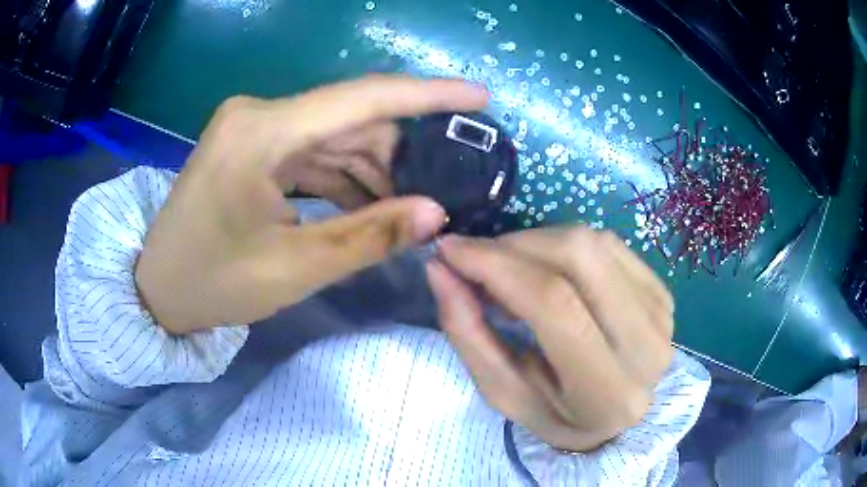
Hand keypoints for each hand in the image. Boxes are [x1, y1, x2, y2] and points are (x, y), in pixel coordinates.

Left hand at [135, 76, 487, 333]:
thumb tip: (436, 213)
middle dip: (399, 151)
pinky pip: (312, 151)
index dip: (427, 95)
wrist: (159, 290)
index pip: (361, 99)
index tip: (478, 97)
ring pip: (334, 136)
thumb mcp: (294, 269)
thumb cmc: (214, 283)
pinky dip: (343, 175)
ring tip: (404, 208)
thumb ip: (369, 236)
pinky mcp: (251, 147)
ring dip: (372, 168)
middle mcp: (258, 115)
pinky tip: (365, 205)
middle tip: (440, 188)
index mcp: (261, 132)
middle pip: (350, 118)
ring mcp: (253, 128)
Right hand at [426, 227, 674, 451]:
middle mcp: (646, 347)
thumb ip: (468, 333)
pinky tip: (548, 268)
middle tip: (479, 259)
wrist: (616, 418)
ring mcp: (662, 314)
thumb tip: (441, 268)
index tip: (450, 250)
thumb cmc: (555, 415)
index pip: (553, 305)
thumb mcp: (502, 392)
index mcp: (606, 392)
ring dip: (538, 242)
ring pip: (594, 242)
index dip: (497, 265)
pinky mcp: (664, 292)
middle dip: (515, 244)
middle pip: (579, 257)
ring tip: (511, 268)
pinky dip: (566, 245)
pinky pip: (609, 244)